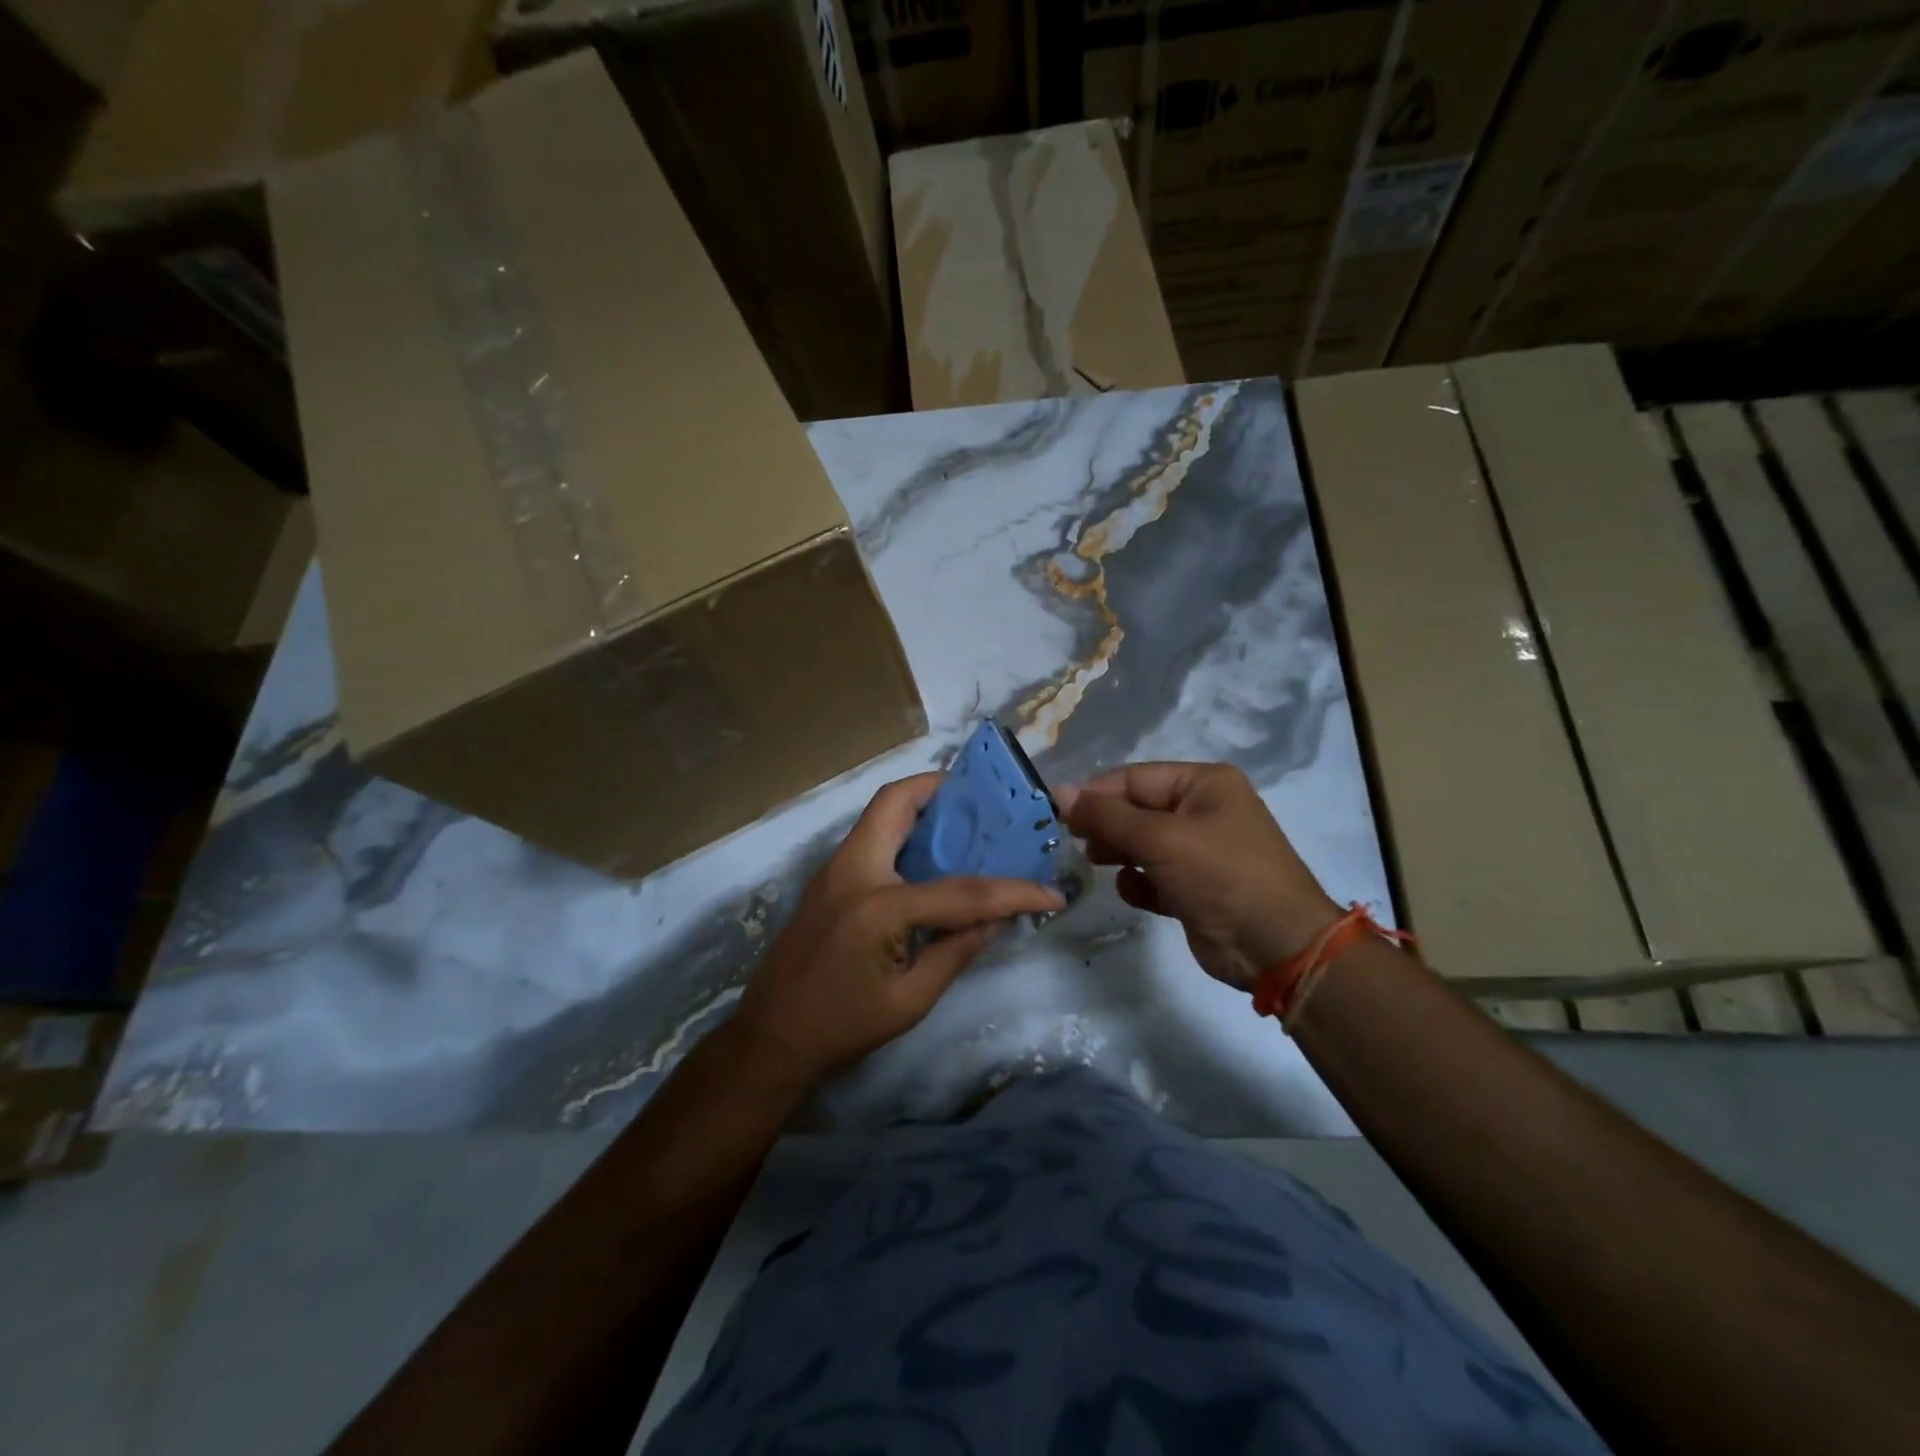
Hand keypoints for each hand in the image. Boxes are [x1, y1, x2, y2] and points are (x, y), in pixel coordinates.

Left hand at [732, 772, 1064, 1089]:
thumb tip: (995, 920)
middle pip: (895, 801)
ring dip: (922, 807)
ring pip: (880, 813)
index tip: (1050, 892)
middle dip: (942, 790)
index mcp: (877, 906)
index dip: (1011, 892)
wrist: (770, 1038)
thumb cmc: (841, 1027)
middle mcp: (852, 870)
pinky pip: (872, 837)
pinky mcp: (828, 880)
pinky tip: (930, 857)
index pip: (960, 890)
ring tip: (965, 823)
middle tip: (985, 804)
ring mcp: (834, 870)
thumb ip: (956, 952)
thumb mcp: (910, 1001)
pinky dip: (904, 832)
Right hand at [1061, 762, 1339, 989]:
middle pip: (1136, 809)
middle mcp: (1202, 811)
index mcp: (1203, 784)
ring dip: (1118, 853)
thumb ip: (1106, 816)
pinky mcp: (1193, 888)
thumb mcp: (1160, 839)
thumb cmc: (1221, 875)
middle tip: (1076, 843)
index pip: (1135, 778)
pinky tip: (1135, 893)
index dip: (1096, 793)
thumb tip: (1060, 791)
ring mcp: (1199, 851)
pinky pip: (1153, 876)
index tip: (1058, 813)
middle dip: (1106, 825)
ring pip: (1141, 843)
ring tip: (1096, 864)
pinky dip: (1138, 883)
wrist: (1277, 947)